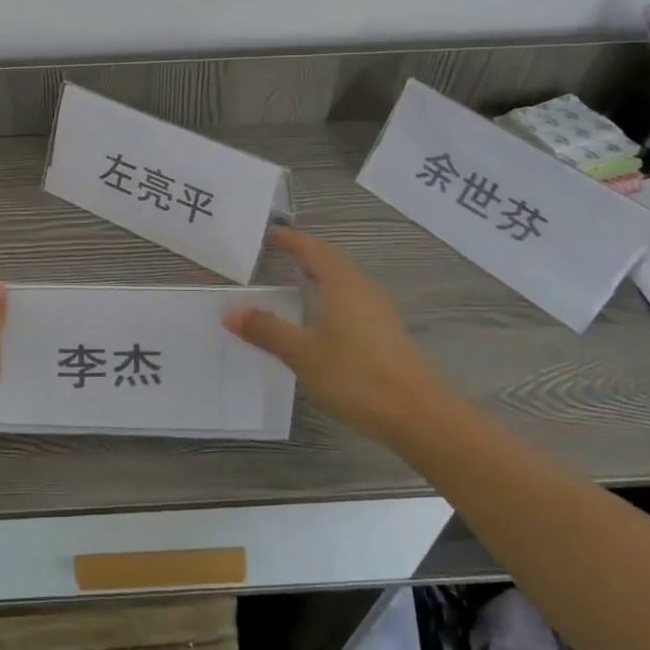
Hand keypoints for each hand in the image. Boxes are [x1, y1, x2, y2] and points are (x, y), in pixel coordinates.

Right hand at [224, 226, 442, 435]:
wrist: (419, 416)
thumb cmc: (355, 375)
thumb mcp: (301, 353)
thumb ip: (266, 330)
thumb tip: (231, 311)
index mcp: (342, 283)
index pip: (311, 248)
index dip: (288, 239)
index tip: (265, 234)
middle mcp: (362, 288)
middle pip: (329, 262)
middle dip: (302, 256)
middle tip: (272, 257)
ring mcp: (378, 311)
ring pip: (341, 283)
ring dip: (316, 279)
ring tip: (291, 285)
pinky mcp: (385, 333)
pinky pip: (349, 303)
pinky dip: (327, 300)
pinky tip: (316, 322)